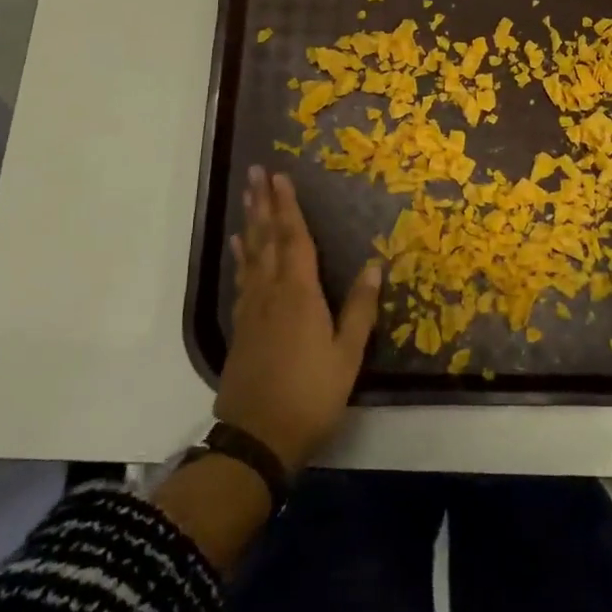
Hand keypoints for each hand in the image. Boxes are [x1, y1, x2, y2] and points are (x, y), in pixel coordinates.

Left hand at [215, 166, 380, 472]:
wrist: (257, 438)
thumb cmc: (311, 395)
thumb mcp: (347, 356)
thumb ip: (360, 309)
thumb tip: (374, 265)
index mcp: (300, 295)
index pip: (295, 239)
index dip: (288, 206)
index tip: (280, 177)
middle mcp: (272, 293)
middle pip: (267, 239)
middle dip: (263, 203)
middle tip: (255, 172)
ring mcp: (252, 309)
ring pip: (251, 254)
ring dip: (250, 222)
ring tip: (247, 197)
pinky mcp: (241, 326)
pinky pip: (242, 279)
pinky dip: (240, 257)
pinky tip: (238, 246)